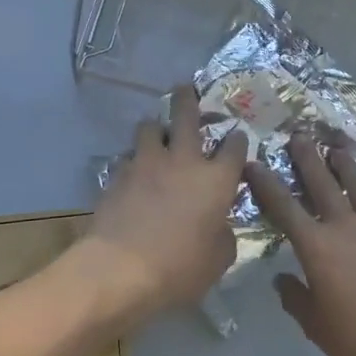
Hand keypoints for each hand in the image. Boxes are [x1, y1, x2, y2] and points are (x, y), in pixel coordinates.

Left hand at [86, 85, 248, 319]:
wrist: (120, 268)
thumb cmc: (179, 268)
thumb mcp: (217, 260)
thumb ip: (223, 235)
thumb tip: (218, 225)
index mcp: (216, 180)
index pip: (234, 148)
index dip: (237, 140)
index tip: (237, 137)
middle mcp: (183, 161)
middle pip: (187, 116)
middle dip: (188, 98)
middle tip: (186, 87)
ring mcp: (146, 163)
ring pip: (150, 127)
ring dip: (156, 127)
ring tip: (156, 131)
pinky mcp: (118, 174)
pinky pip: (128, 156)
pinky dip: (133, 158)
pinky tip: (132, 169)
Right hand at [247, 143, 355, 355]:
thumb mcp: (316, 326)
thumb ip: (295, 298)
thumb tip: (282, 280)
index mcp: (317, 246)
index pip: (284, 207)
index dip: (266, 183)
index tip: (254, 164)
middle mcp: (346, 226)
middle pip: (322, 183)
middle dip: (308, 158)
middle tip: (299, 136)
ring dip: (345, 166)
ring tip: (337, 150)